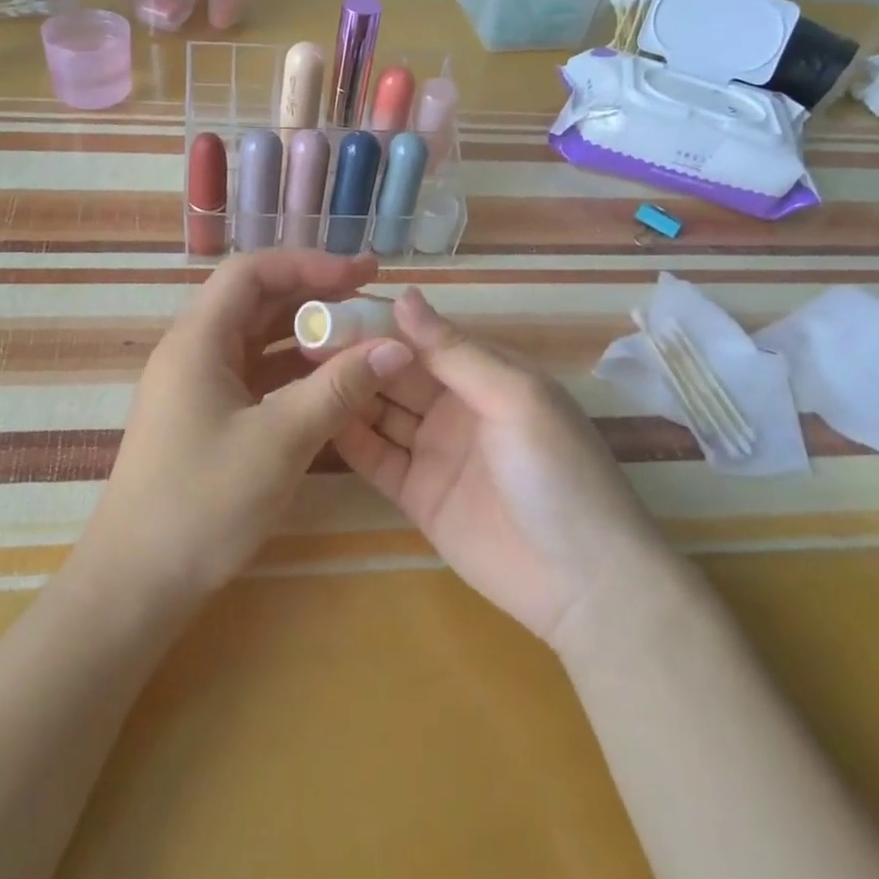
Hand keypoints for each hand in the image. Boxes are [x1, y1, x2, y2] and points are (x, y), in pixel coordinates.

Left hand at [81, 250, 414, 599]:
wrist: (137, 582)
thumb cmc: (203, 503)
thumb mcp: (280, 441)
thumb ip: (338, 388)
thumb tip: (397, 347)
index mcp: (198, 340)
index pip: (252, 272)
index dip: (308, 265)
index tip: (361, 276)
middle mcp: (193, 352)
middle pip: (256, 302)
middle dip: (314, 296)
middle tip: (372, 299)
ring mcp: (197, 386)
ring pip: (257, 340)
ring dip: (306, 335)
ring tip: (360, 338)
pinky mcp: (205, 417)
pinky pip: (254, 377)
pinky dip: (292, 372)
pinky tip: (329, 383)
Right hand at [331, 288, 666, 643]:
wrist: (583, 582)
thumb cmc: (557, 473)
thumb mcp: (515, 398)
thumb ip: (454, 352)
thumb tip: (404, 296)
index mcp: (486, 376)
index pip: (424, 339)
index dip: (381, 323)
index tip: (330, 307)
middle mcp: (457, 407)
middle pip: (396, 374)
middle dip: (355, 355)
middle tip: (298, 338)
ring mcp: (435, 452)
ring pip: (380, 412)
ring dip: (346, 392)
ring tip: (295, 372)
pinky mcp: (417, 495)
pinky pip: (376, 458)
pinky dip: (348, 438)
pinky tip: (313, 418)